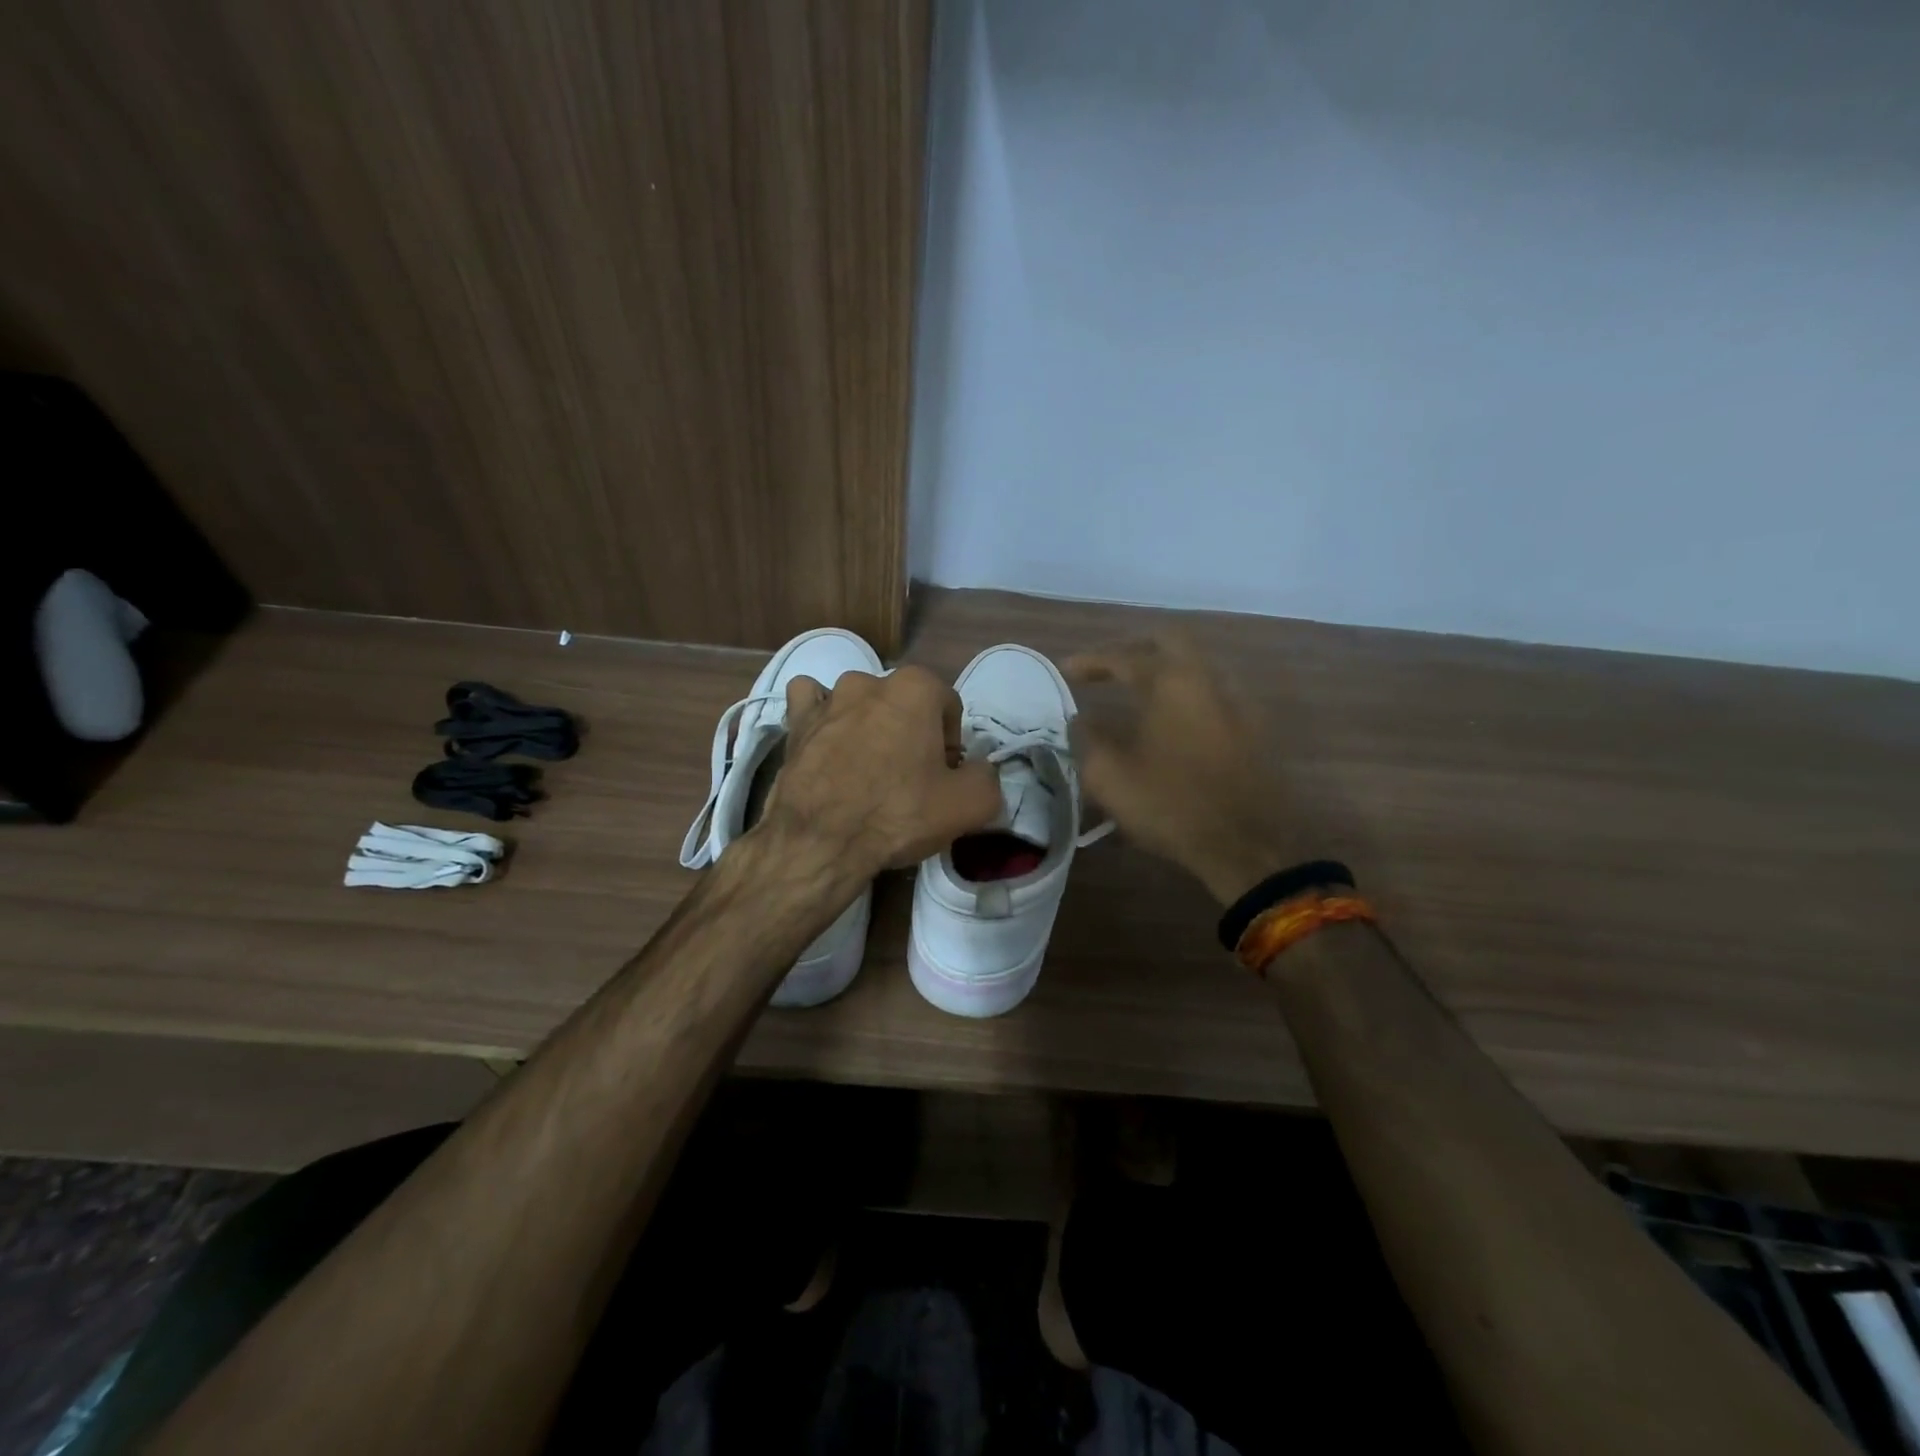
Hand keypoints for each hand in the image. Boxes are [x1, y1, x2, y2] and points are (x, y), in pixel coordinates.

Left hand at [751, 665, 1002, 880]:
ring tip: (867, 770)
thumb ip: (987, 777)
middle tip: (909, 779)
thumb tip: (977, 770)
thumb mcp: (970, 805)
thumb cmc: (899, 813)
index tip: (943, 776)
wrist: (820, 841)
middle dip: (912, 733)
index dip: (951, 743)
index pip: (949, 707)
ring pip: (859, 703)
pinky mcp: (796, 722)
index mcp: (916, 687)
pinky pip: (811, 703)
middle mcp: (871, 680)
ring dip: (868, 726)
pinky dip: (822, 717)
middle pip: (905, 705)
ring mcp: (828, 698)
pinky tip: (827, 741)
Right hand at [1066, 635, 1305, 904]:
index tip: (1066, 670)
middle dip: (1135, 648)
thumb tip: (1080, 719)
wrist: (1247, 845)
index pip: (1124, 657)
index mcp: (1171, 683)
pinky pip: (1214, 694)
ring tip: (1138, 692)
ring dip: (1166, 670)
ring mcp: (1238, 703)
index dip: (1091, 661)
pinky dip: (1187, 695)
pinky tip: (1173, 721)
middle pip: (1171, 641)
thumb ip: (1087, 739)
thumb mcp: (1110, 777)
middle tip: (1110, 666)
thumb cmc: (1171, 805)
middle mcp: (1208, 680)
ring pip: (1198, 666)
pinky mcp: (1253, 729)